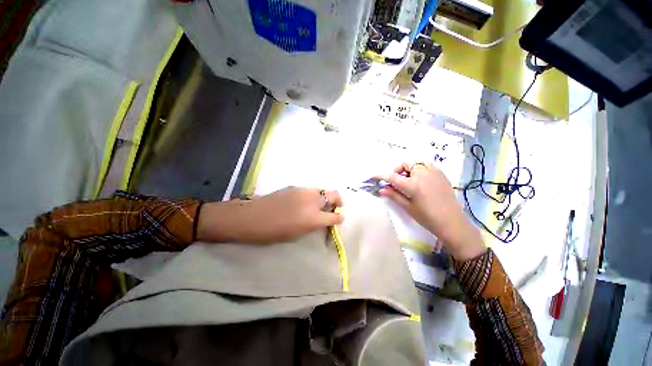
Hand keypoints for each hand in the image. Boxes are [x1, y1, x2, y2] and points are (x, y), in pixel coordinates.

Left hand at [197, 187, 343, 243]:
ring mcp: (304, 191)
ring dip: (326, 196)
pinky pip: (310, 189)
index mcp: (313, 218)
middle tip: (336, 206)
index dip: (339, 218)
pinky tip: (306, 200)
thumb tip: (321, 219)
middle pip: (334, 195)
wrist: (252, 216)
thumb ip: (313, 225)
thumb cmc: (273, 232)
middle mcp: (312, 201)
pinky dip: (313, 194)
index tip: (340, 218)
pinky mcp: (295, 186)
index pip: (335, 216)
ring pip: (323, 189)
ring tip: (320, 203)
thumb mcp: (297, 234)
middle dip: (338, 201)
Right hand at [378, 162, 485, 260]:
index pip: (392, 176)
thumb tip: (381, 189)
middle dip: (397, 169)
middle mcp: (423, 174)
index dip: (380, 175)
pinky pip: (426, 165)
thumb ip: (394, 195)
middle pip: (405, 163)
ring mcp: (434, 172)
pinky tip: (419, 181)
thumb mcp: (408, 207)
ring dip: (409, 168)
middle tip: (396, 181)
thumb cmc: (427, 217)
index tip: (373, 176)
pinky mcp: (441, 174)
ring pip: (417, 162)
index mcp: (413, 184)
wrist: (452, 223)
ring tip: (408, 180)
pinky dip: (419, 169)